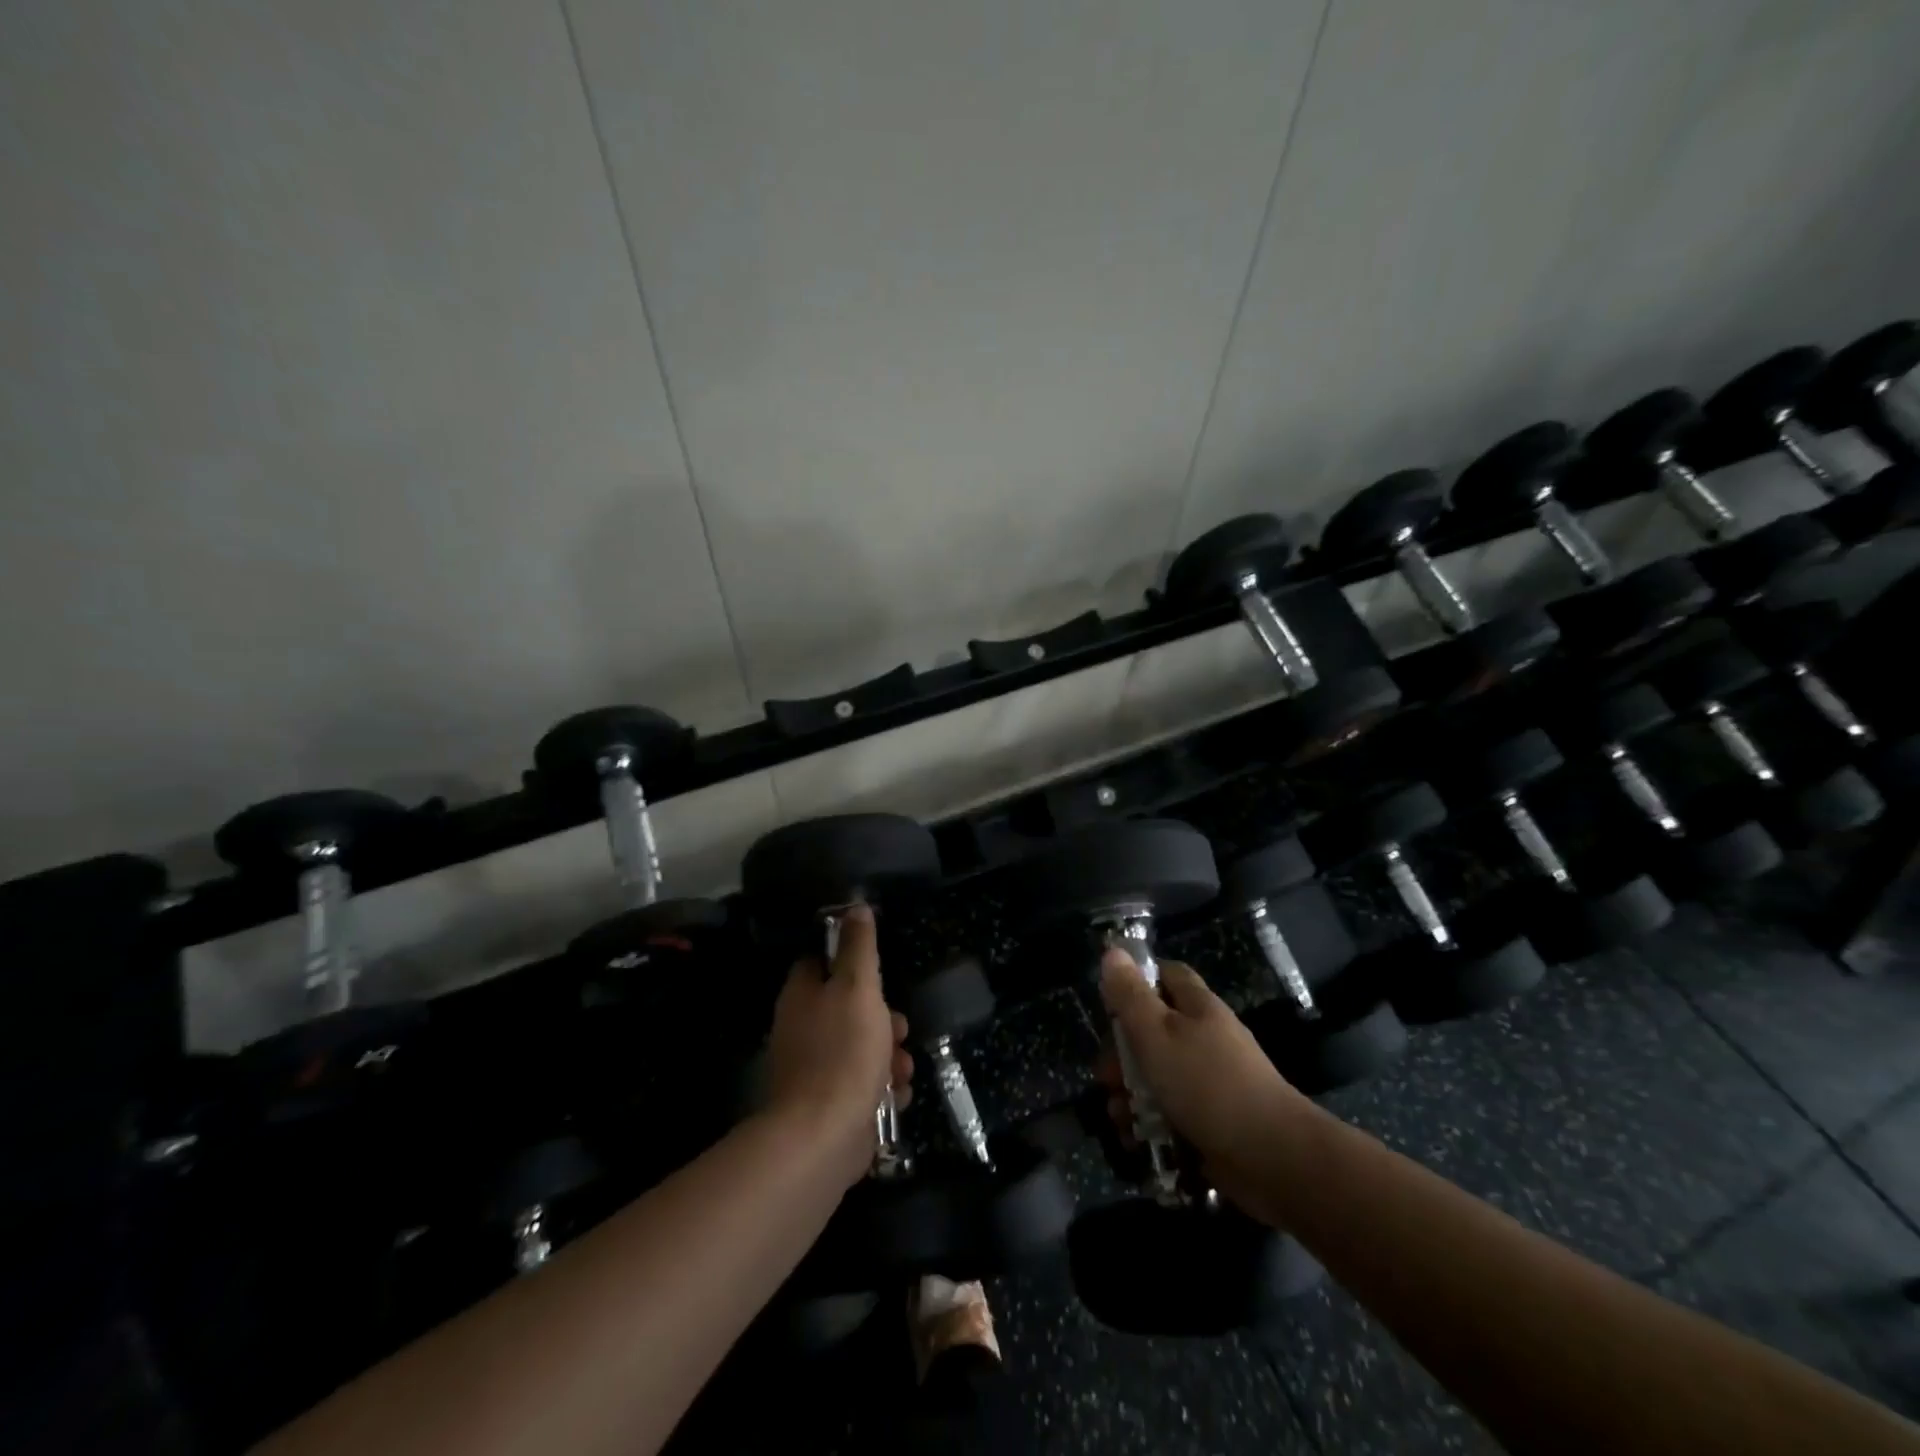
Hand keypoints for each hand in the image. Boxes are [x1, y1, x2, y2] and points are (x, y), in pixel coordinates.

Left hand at [763, 903, 913, 1189]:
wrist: (822, 1137)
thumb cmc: (843, 1051)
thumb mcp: (858, 987)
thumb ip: (859, 947)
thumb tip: (855, 906)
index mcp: (802, 995)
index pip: (821, 962)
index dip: (852, 963)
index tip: (879, 972)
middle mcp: (802, 1029)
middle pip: (848, 1008)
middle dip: (883, 1019)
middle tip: (899, 1029)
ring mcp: (814, 1070)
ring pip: (861, 1048)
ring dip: (889, 1057)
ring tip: (902, 1070)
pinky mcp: (829, 1105)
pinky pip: (862, 1086)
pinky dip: (882, 1090)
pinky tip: (895, 1097)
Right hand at [1098, 949, 1308, 1215]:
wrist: (1272, 1157)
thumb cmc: (1207, 1084)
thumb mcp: (1157, 1033)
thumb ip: (1130, 995)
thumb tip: (1113, 951)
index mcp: (1197, 1007)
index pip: (1166, 975)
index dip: (1137, 982)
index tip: (1109, 1006)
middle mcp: (1206, 1038)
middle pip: (1154, 1031)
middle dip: (1123, 1055)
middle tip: (1107, 1078)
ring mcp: (1212, 1081)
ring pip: (1159, 1076)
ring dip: (1130, 1095)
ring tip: (1119, 1117)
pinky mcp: (1213, 1121)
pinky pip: (1172, 1113)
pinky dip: (1150, 1124)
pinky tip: (1136, 1140)